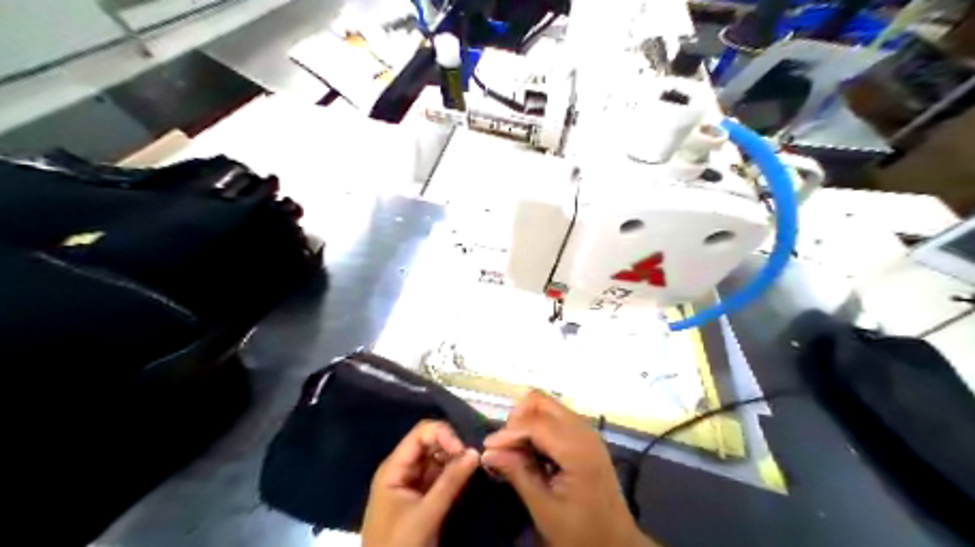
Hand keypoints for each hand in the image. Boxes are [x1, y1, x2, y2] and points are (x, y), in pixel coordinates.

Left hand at [362, 420, 478, 546]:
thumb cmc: (399, 544)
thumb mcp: (426, 514)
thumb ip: (450, 482)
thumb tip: (476, 451)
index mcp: (395, 466)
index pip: (421, 433)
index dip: (444, 434)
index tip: (464, 450)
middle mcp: (403, 468)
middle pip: (430, 443)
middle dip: (453, 446)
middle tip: (475, 458)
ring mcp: (413, 482)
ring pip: (438, 459)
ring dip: (456, 460)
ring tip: (475, 467)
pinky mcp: (423, 496)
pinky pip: (440, 475)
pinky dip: (454, 474)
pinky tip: (468, 477)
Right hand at [480, 392, 654, 544]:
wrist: (616, 543)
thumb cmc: (581, 531)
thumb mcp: (544, 508)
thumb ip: (517, 474)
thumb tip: (488, 453)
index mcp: (577, 449)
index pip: (535, 423)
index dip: (508, 432)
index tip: (487, 448)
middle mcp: (583, 431)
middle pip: (541, 402)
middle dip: (518, 419)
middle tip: (505, 447)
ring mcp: (586, 431)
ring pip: (547, 406)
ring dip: (527, 421)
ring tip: (515, 450)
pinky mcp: (585, 437)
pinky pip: (555, 418)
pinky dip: (538, 427)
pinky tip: (531, 451)